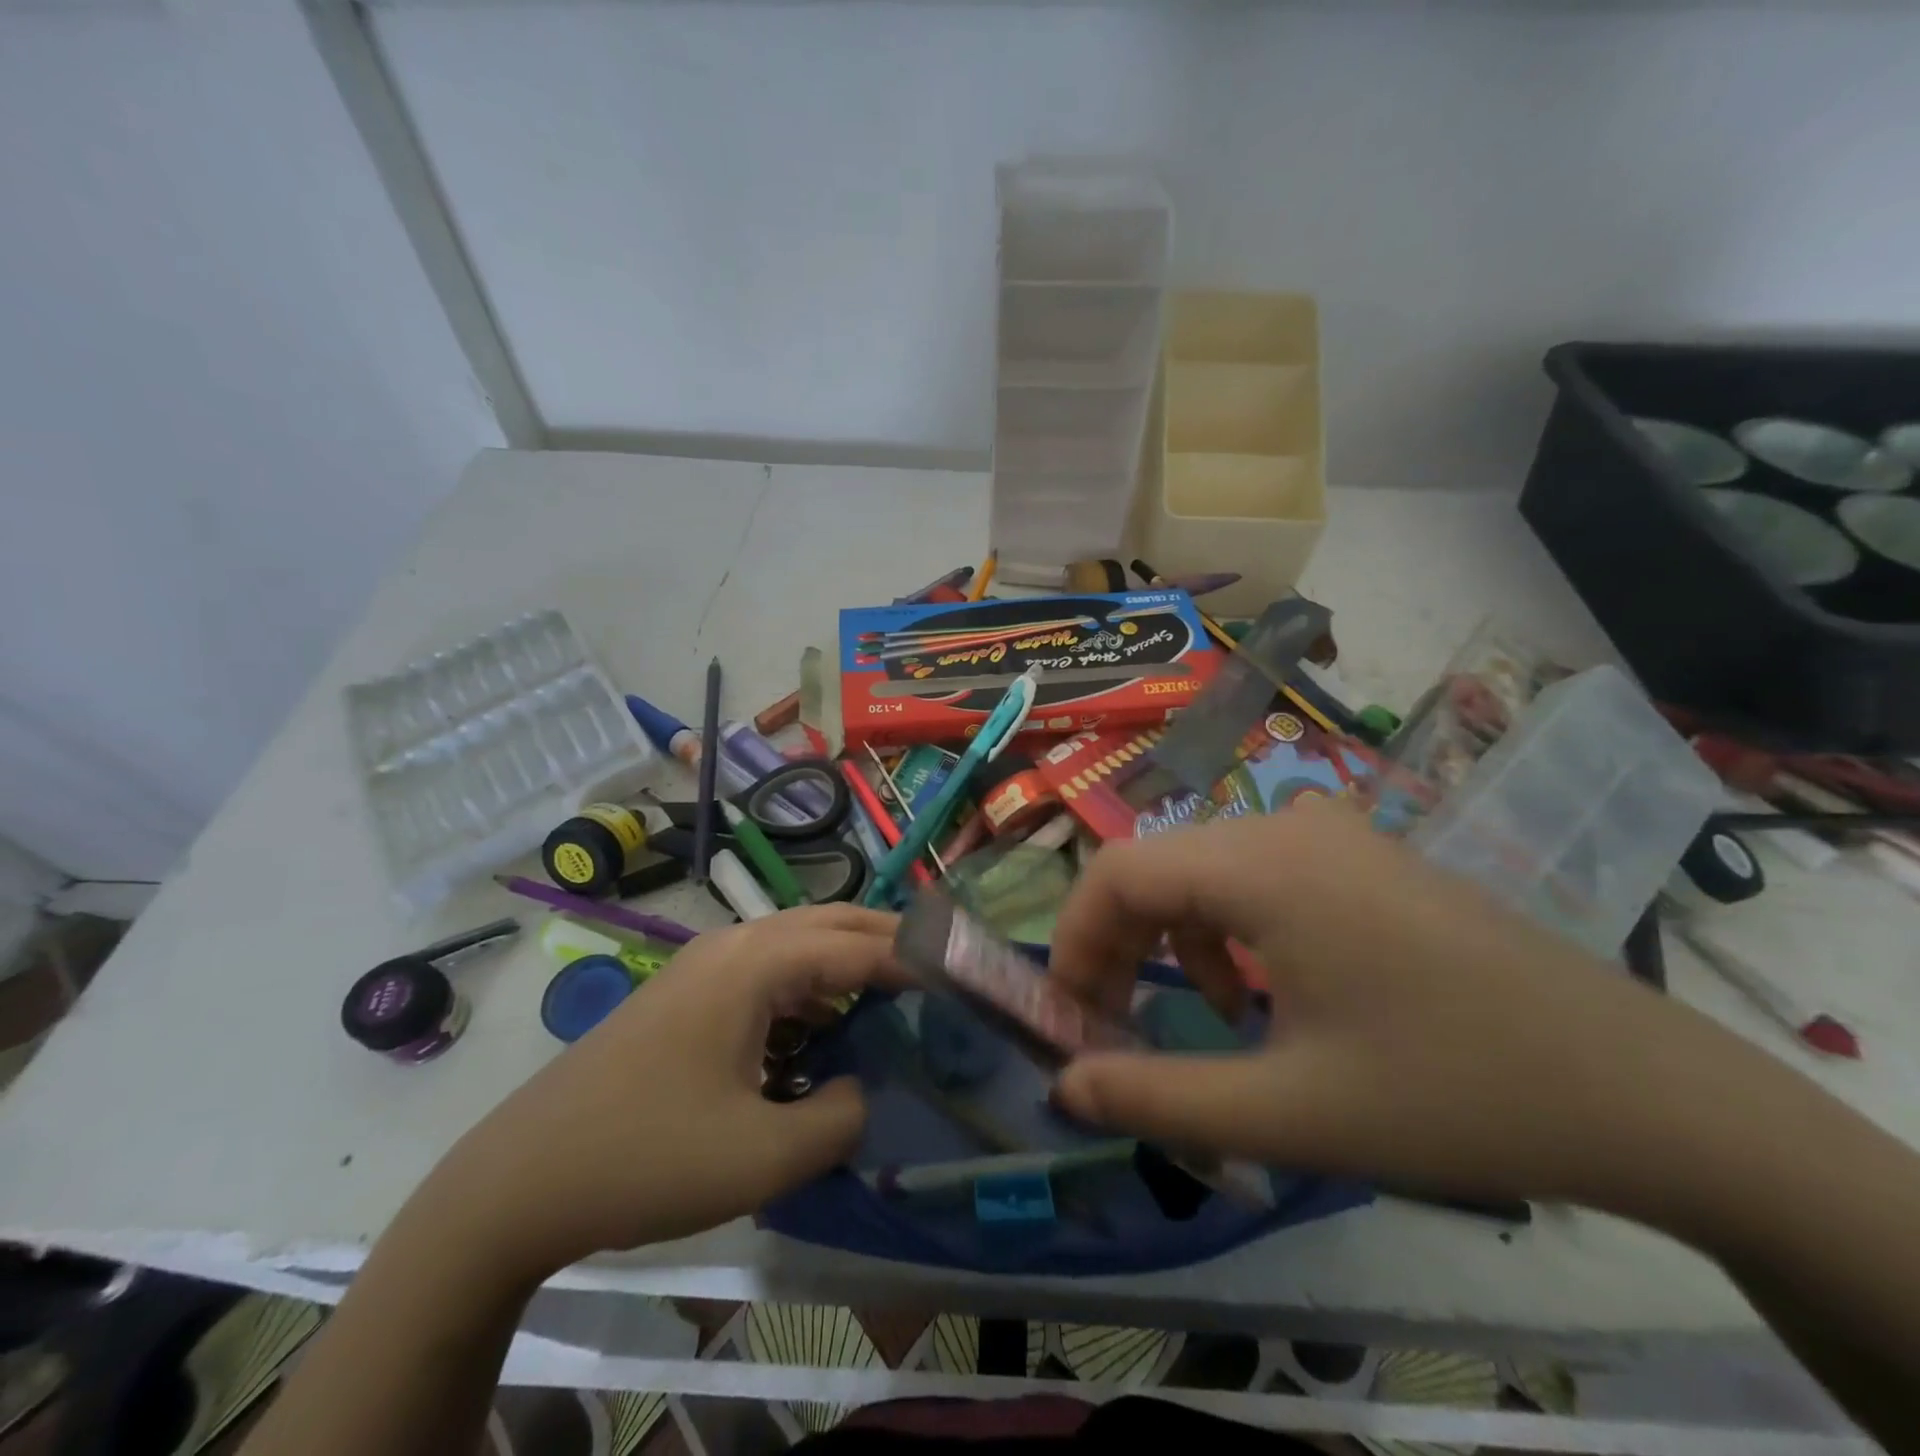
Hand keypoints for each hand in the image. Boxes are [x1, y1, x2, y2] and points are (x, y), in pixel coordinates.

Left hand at [420, 904, 900, 1279]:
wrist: (520, 1180)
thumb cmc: (648, 1157)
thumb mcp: (764, 1154)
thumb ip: (841, 1117)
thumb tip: (861, 1088)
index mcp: (756, 962)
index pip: (860, 945)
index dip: (918, 960)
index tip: (967, 977)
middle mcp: (735, 944)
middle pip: (832, 923)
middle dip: (890, 941)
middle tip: (942, 972)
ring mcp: (706, 965)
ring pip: (799, 944)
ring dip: (848, 963)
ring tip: (894, 999)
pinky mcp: (688, 992)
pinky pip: (768, 972)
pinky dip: (810, 989)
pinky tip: (821, 1032)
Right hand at [1048, 800, 1726, 1205]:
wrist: (1644, 1092)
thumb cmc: (1454, 1096)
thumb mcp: (1287, 1113)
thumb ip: (1156, 1097)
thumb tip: (1063, 1086)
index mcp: (1263, 865)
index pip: (1118, 872)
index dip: (1073, 939)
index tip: (1070, 1014)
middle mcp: (1287, 826)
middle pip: (1157, 866)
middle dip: (1117, 944)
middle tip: (1113, 1023)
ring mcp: (1331, 834)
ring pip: (1203, 868)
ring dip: (1173, 936)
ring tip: (1204, 1014)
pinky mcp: (1362, 855)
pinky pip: (1257, 872)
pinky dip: (1228, 925)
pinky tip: (1264, 986)